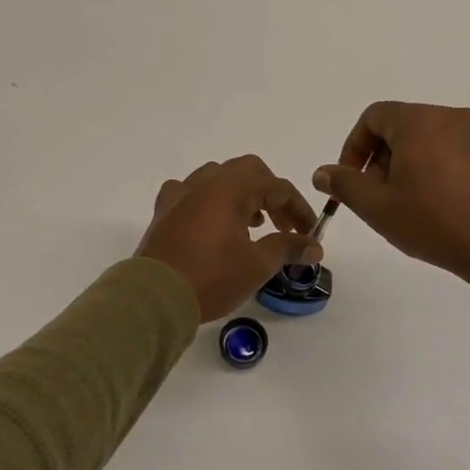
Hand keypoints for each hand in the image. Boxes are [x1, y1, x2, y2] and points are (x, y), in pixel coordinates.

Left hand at [137, 156, 321, 321]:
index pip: (277, 186)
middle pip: (248, 172)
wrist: (155, 297)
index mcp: (231, 188)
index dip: (299, 209)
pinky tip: (211, 223)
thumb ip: (288, 247)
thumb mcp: (257, 265)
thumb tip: (314, 246)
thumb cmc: (212, 277)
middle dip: (271, 194)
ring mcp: (180, 194)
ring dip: (241, 195)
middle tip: (282, 225)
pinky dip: (208, 201)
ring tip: (252, 225)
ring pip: (218, 178)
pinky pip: (190, 193)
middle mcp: (205, 182)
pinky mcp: (164, 211)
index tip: (310, 234)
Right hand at [314, 103, 469, 301]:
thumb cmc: (435, 222)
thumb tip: (322, 173)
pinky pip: (452, 151)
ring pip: (427, 139)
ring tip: (408, 205)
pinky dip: (436, 169)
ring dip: (407, 165)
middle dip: (381, 158)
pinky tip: (439, 206)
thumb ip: (345, 184)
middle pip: (400, 126)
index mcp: (418, 121)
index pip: (373, 117)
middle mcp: (449, 116)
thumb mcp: (378, 207)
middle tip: (379, 198)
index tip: (353, 181)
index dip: (354, 147)